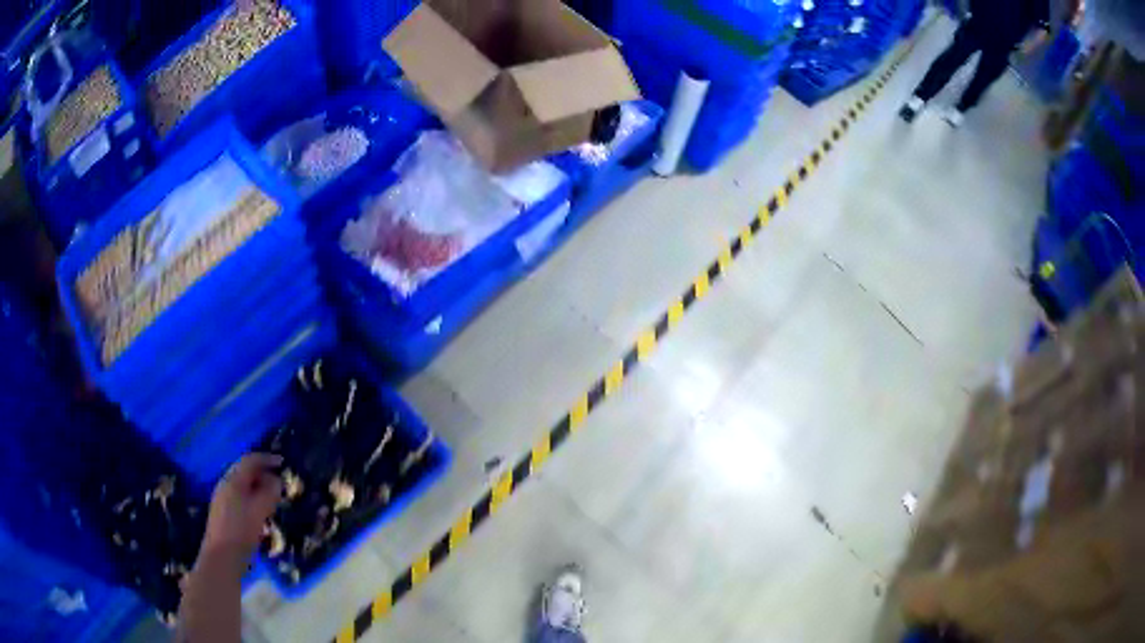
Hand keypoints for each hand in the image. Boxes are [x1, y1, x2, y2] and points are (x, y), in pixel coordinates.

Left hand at [202, 453, 282, 557]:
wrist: (223, 557)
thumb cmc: (242, 531)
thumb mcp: (260, 510)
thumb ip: (270, 492)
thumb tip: (276, 480)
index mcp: (233, 480)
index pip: (250, 461)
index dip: (266, 459)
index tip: (282, 463)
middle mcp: (225, 485)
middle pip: (244, 472)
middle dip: (262, 475)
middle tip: (279, 484)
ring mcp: (222, 500)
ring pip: (242, 487)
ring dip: (258, 490)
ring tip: (273, 501)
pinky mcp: (223, 514)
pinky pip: (240, 499)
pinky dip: (252, 500)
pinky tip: (261, 516)